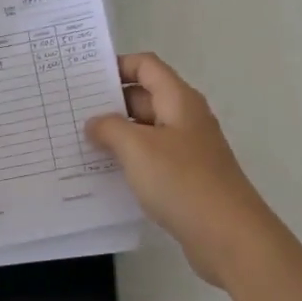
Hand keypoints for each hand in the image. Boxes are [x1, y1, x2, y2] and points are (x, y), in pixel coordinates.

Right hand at [86, 52, 282, 286]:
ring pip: (146, 130)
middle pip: (144, 96)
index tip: (84, 78)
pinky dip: (130, 160)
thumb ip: (110, 128)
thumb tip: (95, 122)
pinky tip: (105, 174)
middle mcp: (185, 118)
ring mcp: (188, 149)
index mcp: (178, 99)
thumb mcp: (137, 148)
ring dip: (117, 134)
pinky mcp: (187, 177)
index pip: (146, 66)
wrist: (229, 235)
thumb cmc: (182, 181)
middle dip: (110, 102)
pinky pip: (152, 158)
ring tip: (79, 143)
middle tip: (72, 113)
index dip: (117, 65)